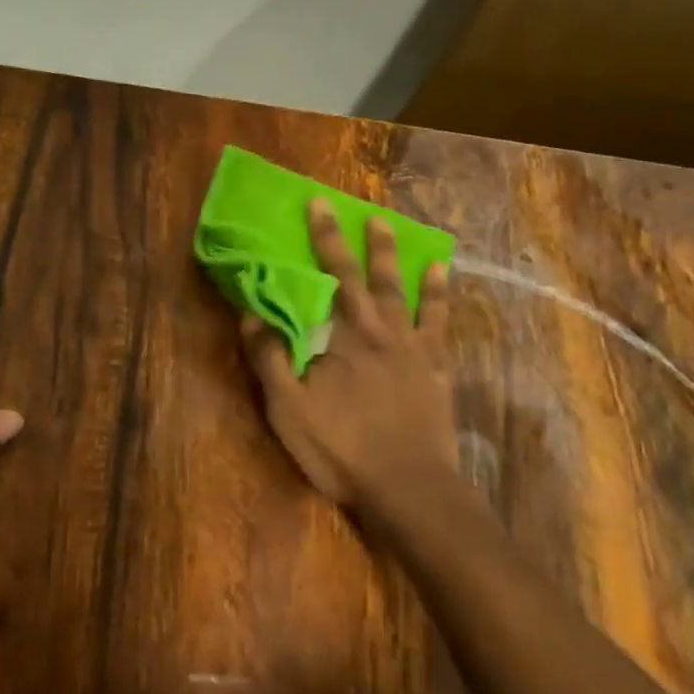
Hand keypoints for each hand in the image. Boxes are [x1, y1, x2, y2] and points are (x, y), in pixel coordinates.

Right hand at [242, 201, 455, 517]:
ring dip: (400, 260)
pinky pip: (442, 323)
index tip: (317, 206)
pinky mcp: (437, 369)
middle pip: (371, 276)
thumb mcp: (288, 410)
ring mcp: (415, 348)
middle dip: (359, 241)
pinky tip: (442, 278)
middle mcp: (382, 331)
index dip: (323, 240)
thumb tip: (252, 314)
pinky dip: (441, 296)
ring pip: (409, 292)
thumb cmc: (341, 448)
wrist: (407, 487)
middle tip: (358, 210)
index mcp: (344, 336)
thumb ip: (270, 359)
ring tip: (395, 231)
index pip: (330, 276)